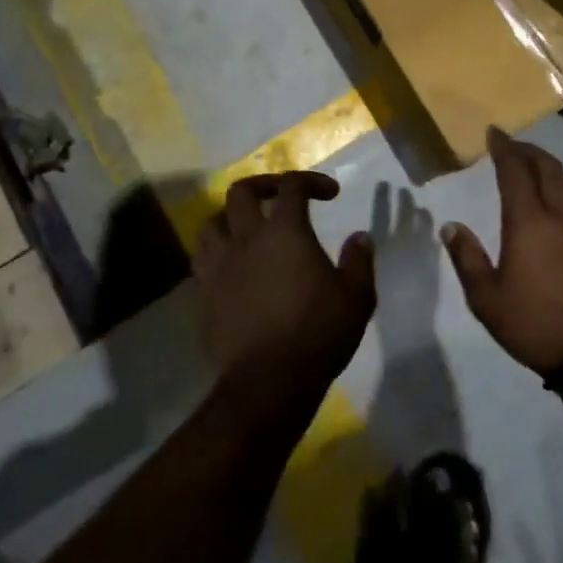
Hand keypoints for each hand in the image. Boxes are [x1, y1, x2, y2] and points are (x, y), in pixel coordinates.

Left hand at [193, 172, 375, 397]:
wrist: (268, 381)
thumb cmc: (317, 333)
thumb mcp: (356, 297)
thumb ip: (358, 261)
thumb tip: (360, 236)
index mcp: (285, 231)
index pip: (292, 186)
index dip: (311, 181)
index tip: (331, 194)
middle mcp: (247, 239)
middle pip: (241, 192)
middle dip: (263, 186)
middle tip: (281, 197)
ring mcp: (219, 265)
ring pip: (212, 222)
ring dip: (231, 218)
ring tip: (248, 229)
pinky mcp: (204, 293)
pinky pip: (202, 259)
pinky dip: (217, 252)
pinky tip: (232, 266)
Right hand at [441, 130, 562, 374]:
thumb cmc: (535, 325)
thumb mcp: (487, 300)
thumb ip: (468, 259)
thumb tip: (451, 227)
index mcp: (530, 222)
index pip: (515, 171)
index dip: (504, 148)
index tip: (494, 133)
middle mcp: (562, 216)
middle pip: (548, 169)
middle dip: (528, 152)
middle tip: (513, 146)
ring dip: (552, 168)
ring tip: (538, 169)